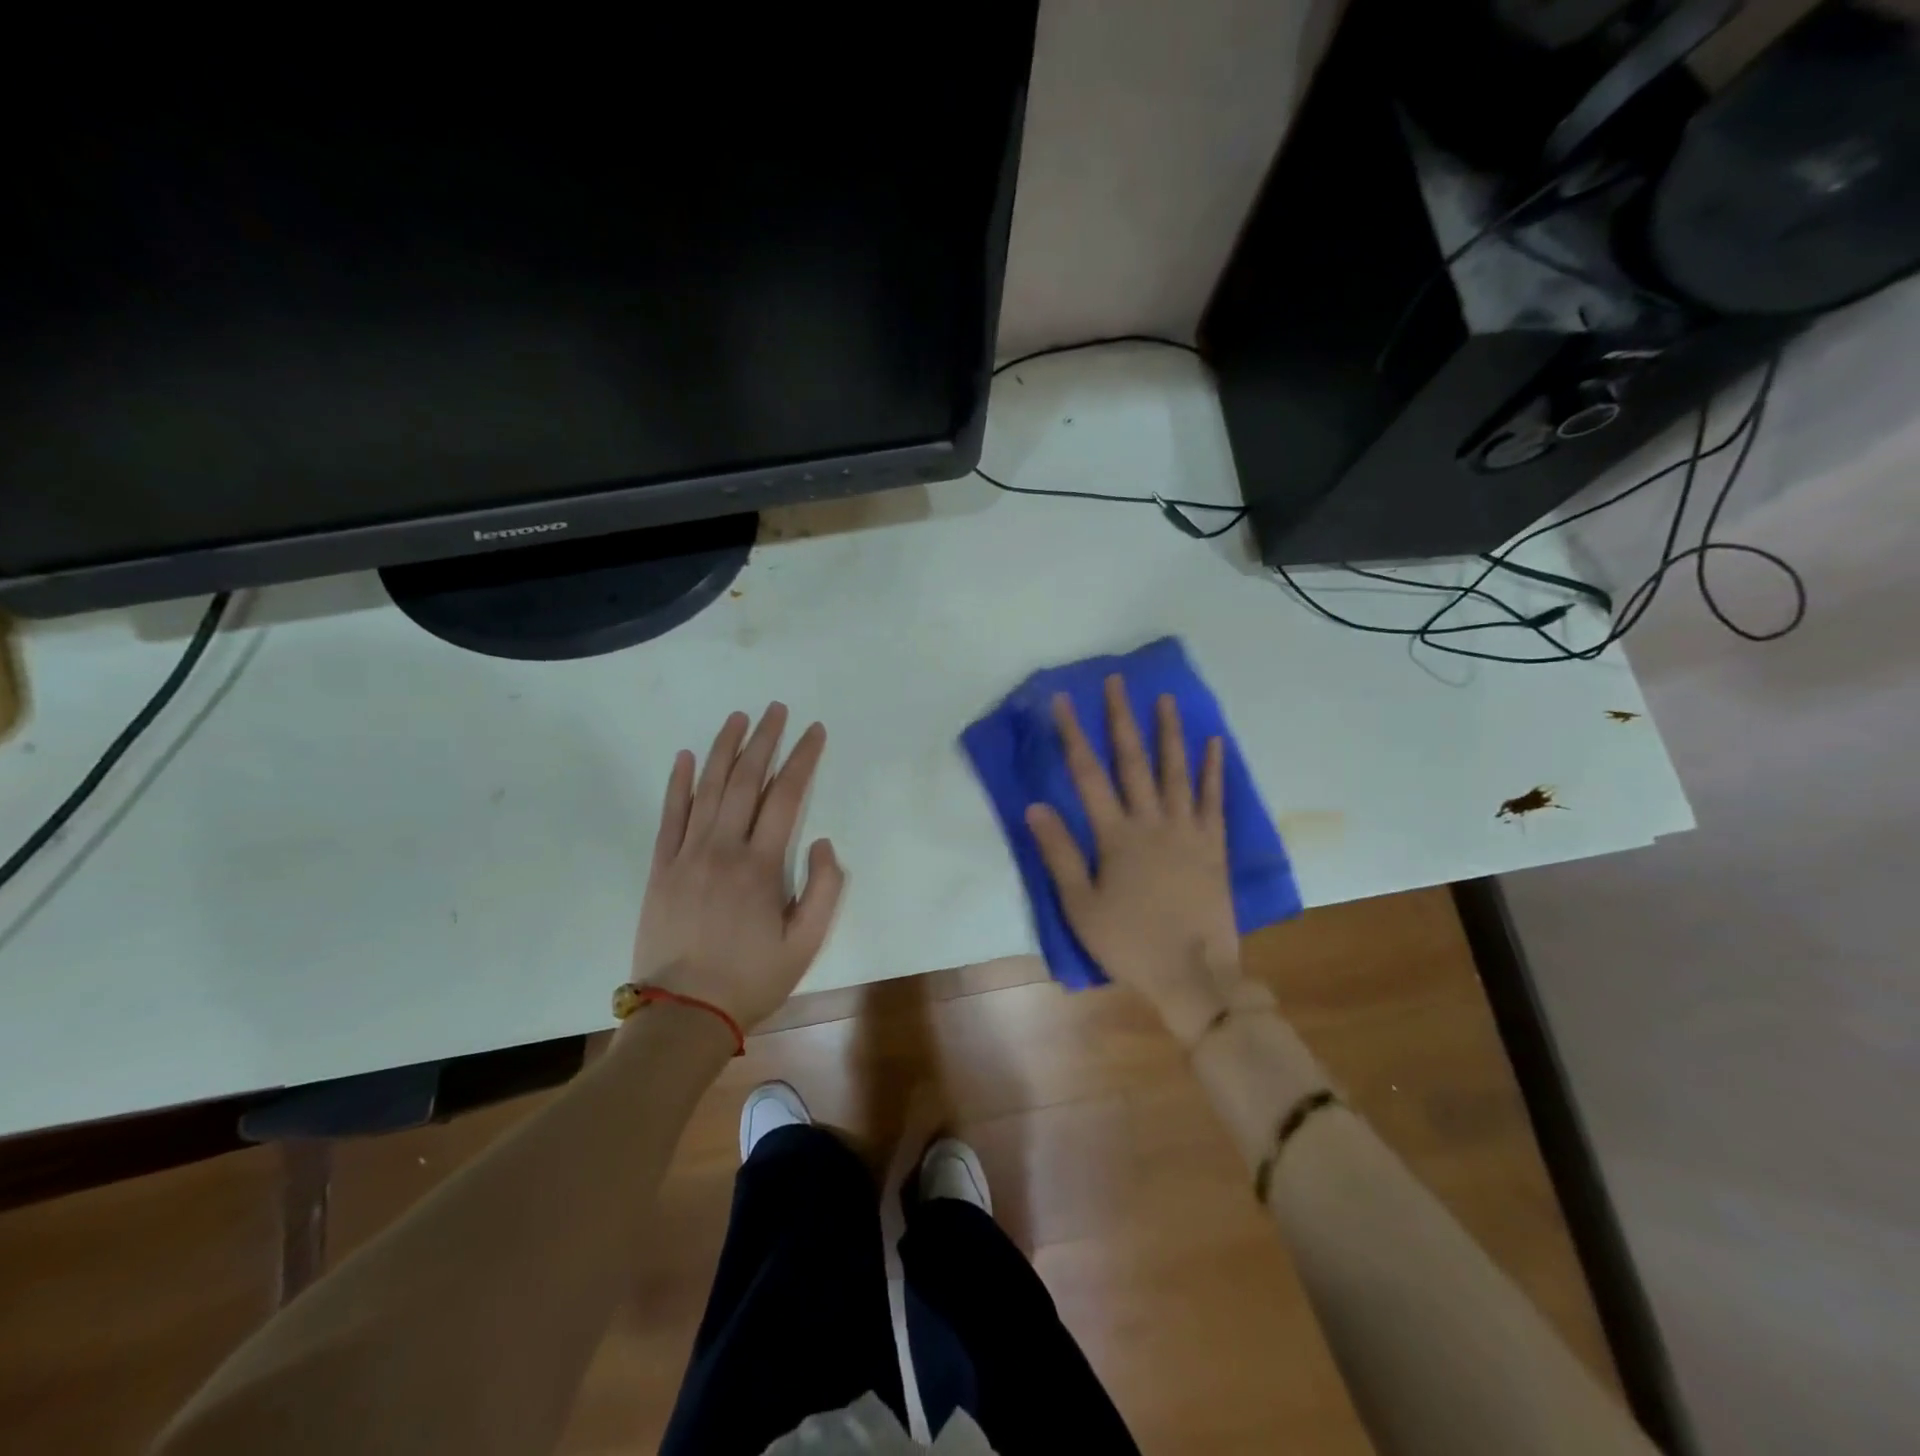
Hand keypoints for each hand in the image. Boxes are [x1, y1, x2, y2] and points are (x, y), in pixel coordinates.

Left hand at [631, 703, 844, 1031]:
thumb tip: (821, 842)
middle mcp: (722, 849)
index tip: (814, 731)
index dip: (803, 759)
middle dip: (764, 740)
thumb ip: (823, 889)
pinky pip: (669, 816)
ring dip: (723, 749)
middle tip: (777, 709)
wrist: (683, 1014)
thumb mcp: (806, 943)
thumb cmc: (751, 979)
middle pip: (745, 780)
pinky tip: (683, 757)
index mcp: (760, 865)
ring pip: (706, 788)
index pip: (786, 796)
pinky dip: (677, 783)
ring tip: (738, 718)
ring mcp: (686, 855)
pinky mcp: (660, 868)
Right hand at [1025, 676, 1240, 1044]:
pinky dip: (1214, 769)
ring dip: (1168, 732)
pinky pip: (1213, 799)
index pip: (1088, 774)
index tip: (1062, 701)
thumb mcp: (1081, 905)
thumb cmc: (1129, 943)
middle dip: (1121, 718)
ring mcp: (1187, 830)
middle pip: (1133, 760)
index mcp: (1115, 836)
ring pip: (1176, 771)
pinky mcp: (1214, 845)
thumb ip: (1059, 854)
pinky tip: (1215, 743)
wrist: (1194, 975)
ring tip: (1165, 698)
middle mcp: (1151, 822)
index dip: (1073, 734)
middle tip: (1117, 682)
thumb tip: (1035, 806)